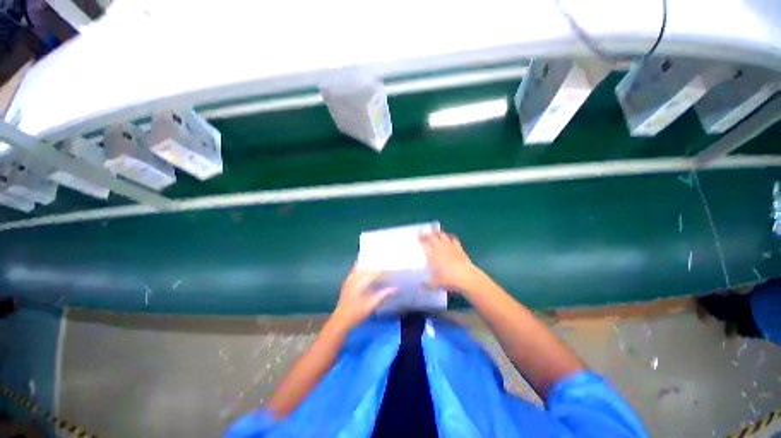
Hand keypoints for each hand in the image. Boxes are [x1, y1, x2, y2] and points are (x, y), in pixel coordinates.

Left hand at [332, 267, 395, 328]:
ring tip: (378, 267)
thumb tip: (395, 288)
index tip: (390, 269)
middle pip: (366, 266)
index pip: (373, 271)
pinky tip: (368, 273)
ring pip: (360, 267)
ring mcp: (349, 279)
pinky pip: (355, 271)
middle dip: (375, 266)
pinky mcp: (347, 282)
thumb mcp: (371, 305)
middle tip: (386, 266)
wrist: (340, 320)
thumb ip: (383, 295)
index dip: (382, 269)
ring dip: (368, 266)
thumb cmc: (356, 313)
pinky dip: (362, 270)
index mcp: (359, 281)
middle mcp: (353, 277)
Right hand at [420, 231, 481, 292]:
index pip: (423, 244)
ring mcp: (450, 246)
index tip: (416, 237)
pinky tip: (450, 239)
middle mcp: (439, 248)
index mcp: (431, 255)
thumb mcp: (434, 284)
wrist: (466, 277)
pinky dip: (451, 238)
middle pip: (431, 237)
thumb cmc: (448, 280)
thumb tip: (420, 285)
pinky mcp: (459, 248)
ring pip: (442, 235)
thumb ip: (426, 284)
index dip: (419, 239)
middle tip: (423, 233)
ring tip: (435, 233)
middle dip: (427, 234)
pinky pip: (454, 239)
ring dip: (438, 234)